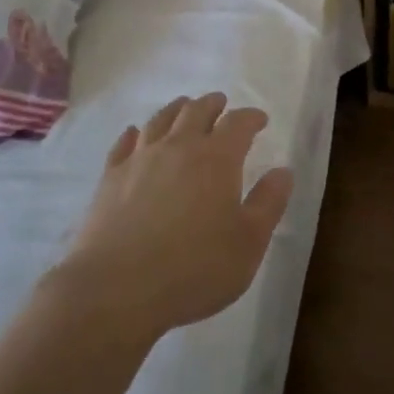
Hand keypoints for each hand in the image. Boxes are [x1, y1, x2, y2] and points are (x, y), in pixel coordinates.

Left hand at [55, 92, 292, 340]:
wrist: (117, 289)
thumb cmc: (194, 268)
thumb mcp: (249, 243)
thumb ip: (268, 203)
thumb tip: (283, 171)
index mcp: (217, 159)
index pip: (238, 123)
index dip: (251, 117)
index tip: (260, 119)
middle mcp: (178, 147)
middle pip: (196, 111)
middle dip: (213, 105)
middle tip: (221, 104)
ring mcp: (140, 159)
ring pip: (160, 120)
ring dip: (177, 110)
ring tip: (184, 108)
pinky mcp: (110, 178)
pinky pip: (124, 143)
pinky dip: (135, 133)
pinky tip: (136, 135)